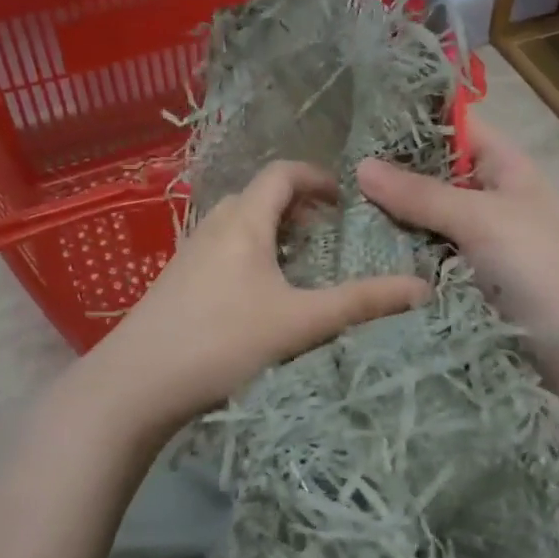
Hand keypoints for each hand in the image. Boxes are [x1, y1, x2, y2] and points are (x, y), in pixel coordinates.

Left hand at [81, 161, 429, 447]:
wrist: (135, 383)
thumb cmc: (221, 341)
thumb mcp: (299, 322)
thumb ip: (361, 303)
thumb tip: (423, 287)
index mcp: (244, 222)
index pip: (281, 173)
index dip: (316, 177)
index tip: (344, 199)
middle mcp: (213, 226)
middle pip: (258, 197)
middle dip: (296, 206)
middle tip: (327, 234)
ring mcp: (189, 253)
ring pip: (237, 224)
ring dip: (270, 231)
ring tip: (298, 264)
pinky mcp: (176, 281)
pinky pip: (221, 249)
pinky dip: (249, 253)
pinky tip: (258, 296)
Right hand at [357, 118, 558, 372]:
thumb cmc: (538, 267)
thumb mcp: (480, 219)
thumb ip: (420, 193)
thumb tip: (360, 166)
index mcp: (505, 167)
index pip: (456, 126)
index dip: (414, 119)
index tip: (361, 119)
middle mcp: (488, 196)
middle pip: (433, 171)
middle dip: (391, 170)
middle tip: (334, 168)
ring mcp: (475, 237)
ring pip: (423, 213)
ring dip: (389, 212)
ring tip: (334, 204)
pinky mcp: (463, 273)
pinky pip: (423, 249)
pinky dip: (397, 246)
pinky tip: (357, 243)